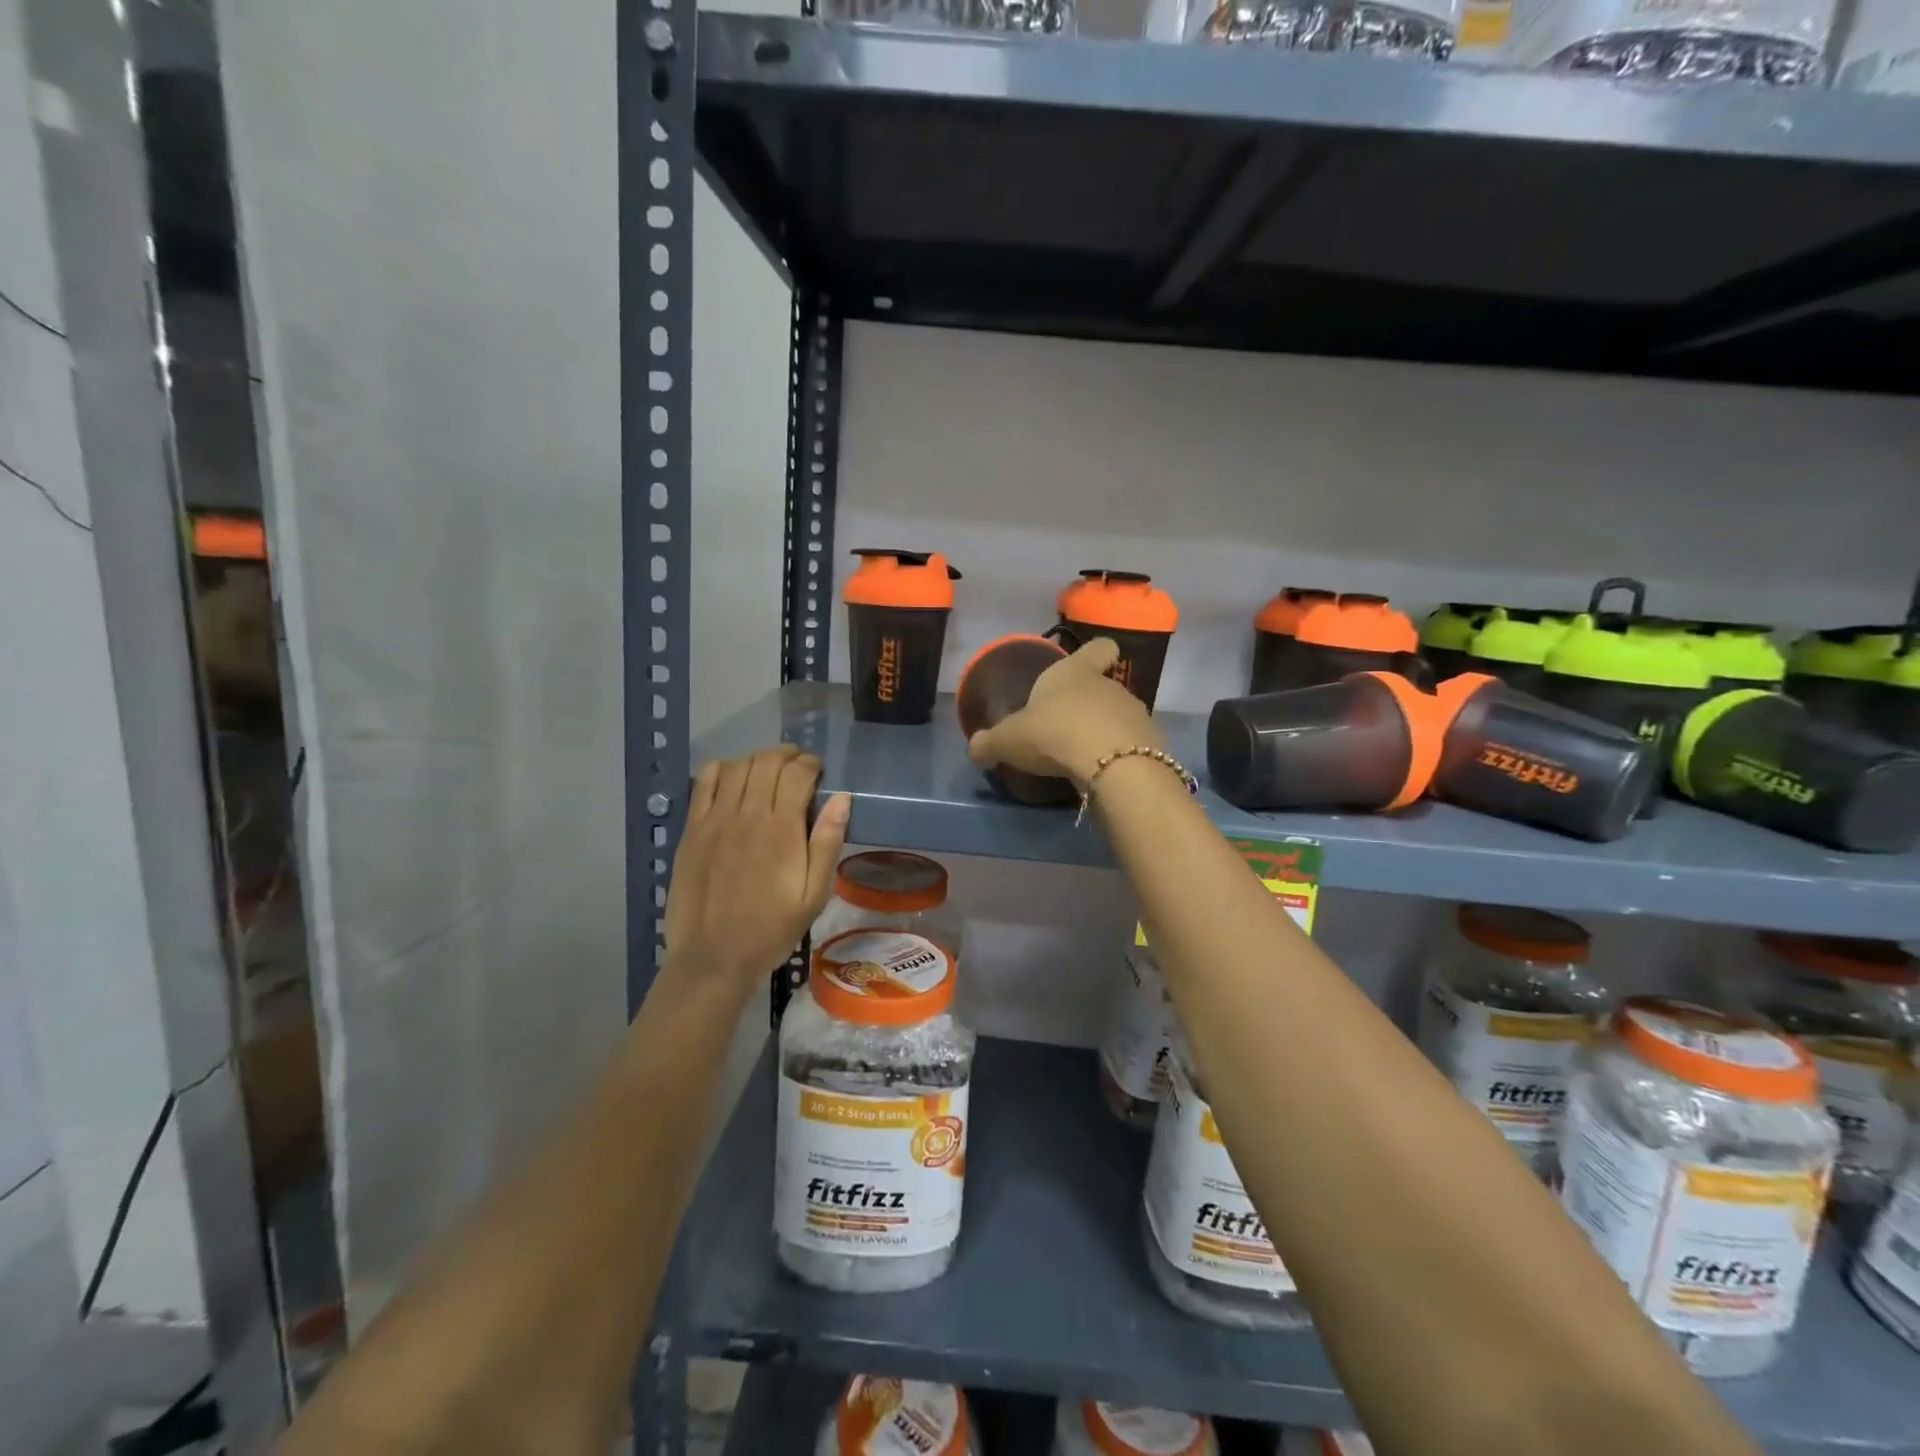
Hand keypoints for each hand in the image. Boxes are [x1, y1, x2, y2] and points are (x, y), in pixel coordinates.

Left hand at [663, 745, 851, 992]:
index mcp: (782, 830)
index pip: (797, 773)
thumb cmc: (772, 929)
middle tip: (797, 766)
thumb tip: (842, 797)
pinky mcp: (692, 829)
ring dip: (756, 759)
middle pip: (766, 762)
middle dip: (786, 755)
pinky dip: (721, 769)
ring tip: (768, 769)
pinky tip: (732, 778)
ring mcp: (715, 819)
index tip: (819, 771)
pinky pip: (704, 782)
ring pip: (737, 766)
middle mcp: (747, 815)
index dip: (811, 764)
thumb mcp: (814, 894)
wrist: (714, 957)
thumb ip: (827, 842)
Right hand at [965, 638, 1162, 789]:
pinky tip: (1102, 774)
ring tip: (1083, 758)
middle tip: (1065, 730)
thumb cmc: (1054, 734)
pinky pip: (1132, 746)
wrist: (1112, 765)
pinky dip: (1119, 756)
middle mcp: (1109, 686)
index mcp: (1075, 673)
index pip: (1097, 648)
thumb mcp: (1008, 740)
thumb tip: (976, 749)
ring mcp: (1135, 714)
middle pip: (1104, 687)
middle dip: (1088, 706)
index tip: (1091, 663)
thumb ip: (989, 744)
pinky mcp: (1151, 744)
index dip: (1094, 653)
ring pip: (1119, 717)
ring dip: (1104, 732)